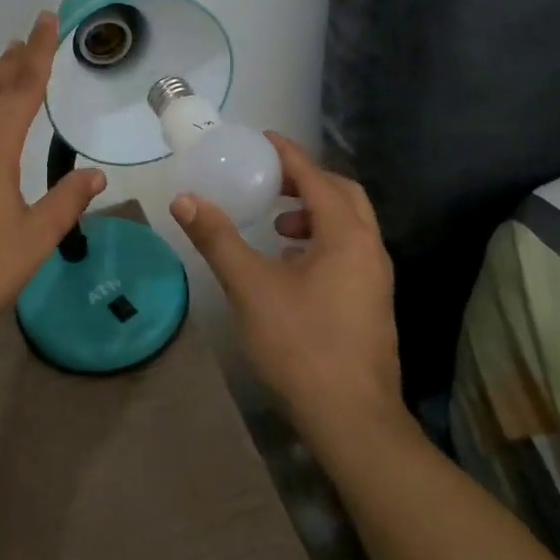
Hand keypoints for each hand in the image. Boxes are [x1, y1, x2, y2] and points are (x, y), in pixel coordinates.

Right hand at [171, 134, 402, 438]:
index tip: (261, 139)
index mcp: (346, 236)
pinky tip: (288, 264)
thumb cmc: (301, 344)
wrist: (352, 420)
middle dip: (305, 180)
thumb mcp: (250, 286)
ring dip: (313, 212)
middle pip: (342, 195)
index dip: (288, 154)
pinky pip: (347, 250)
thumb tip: (184, 199)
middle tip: (268, 179)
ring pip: (348, 225)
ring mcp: (375, 279)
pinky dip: (319, 240)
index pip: (316, 177)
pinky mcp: (371, 303)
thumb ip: (217, 239)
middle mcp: (369, 249)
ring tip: (275, 224)